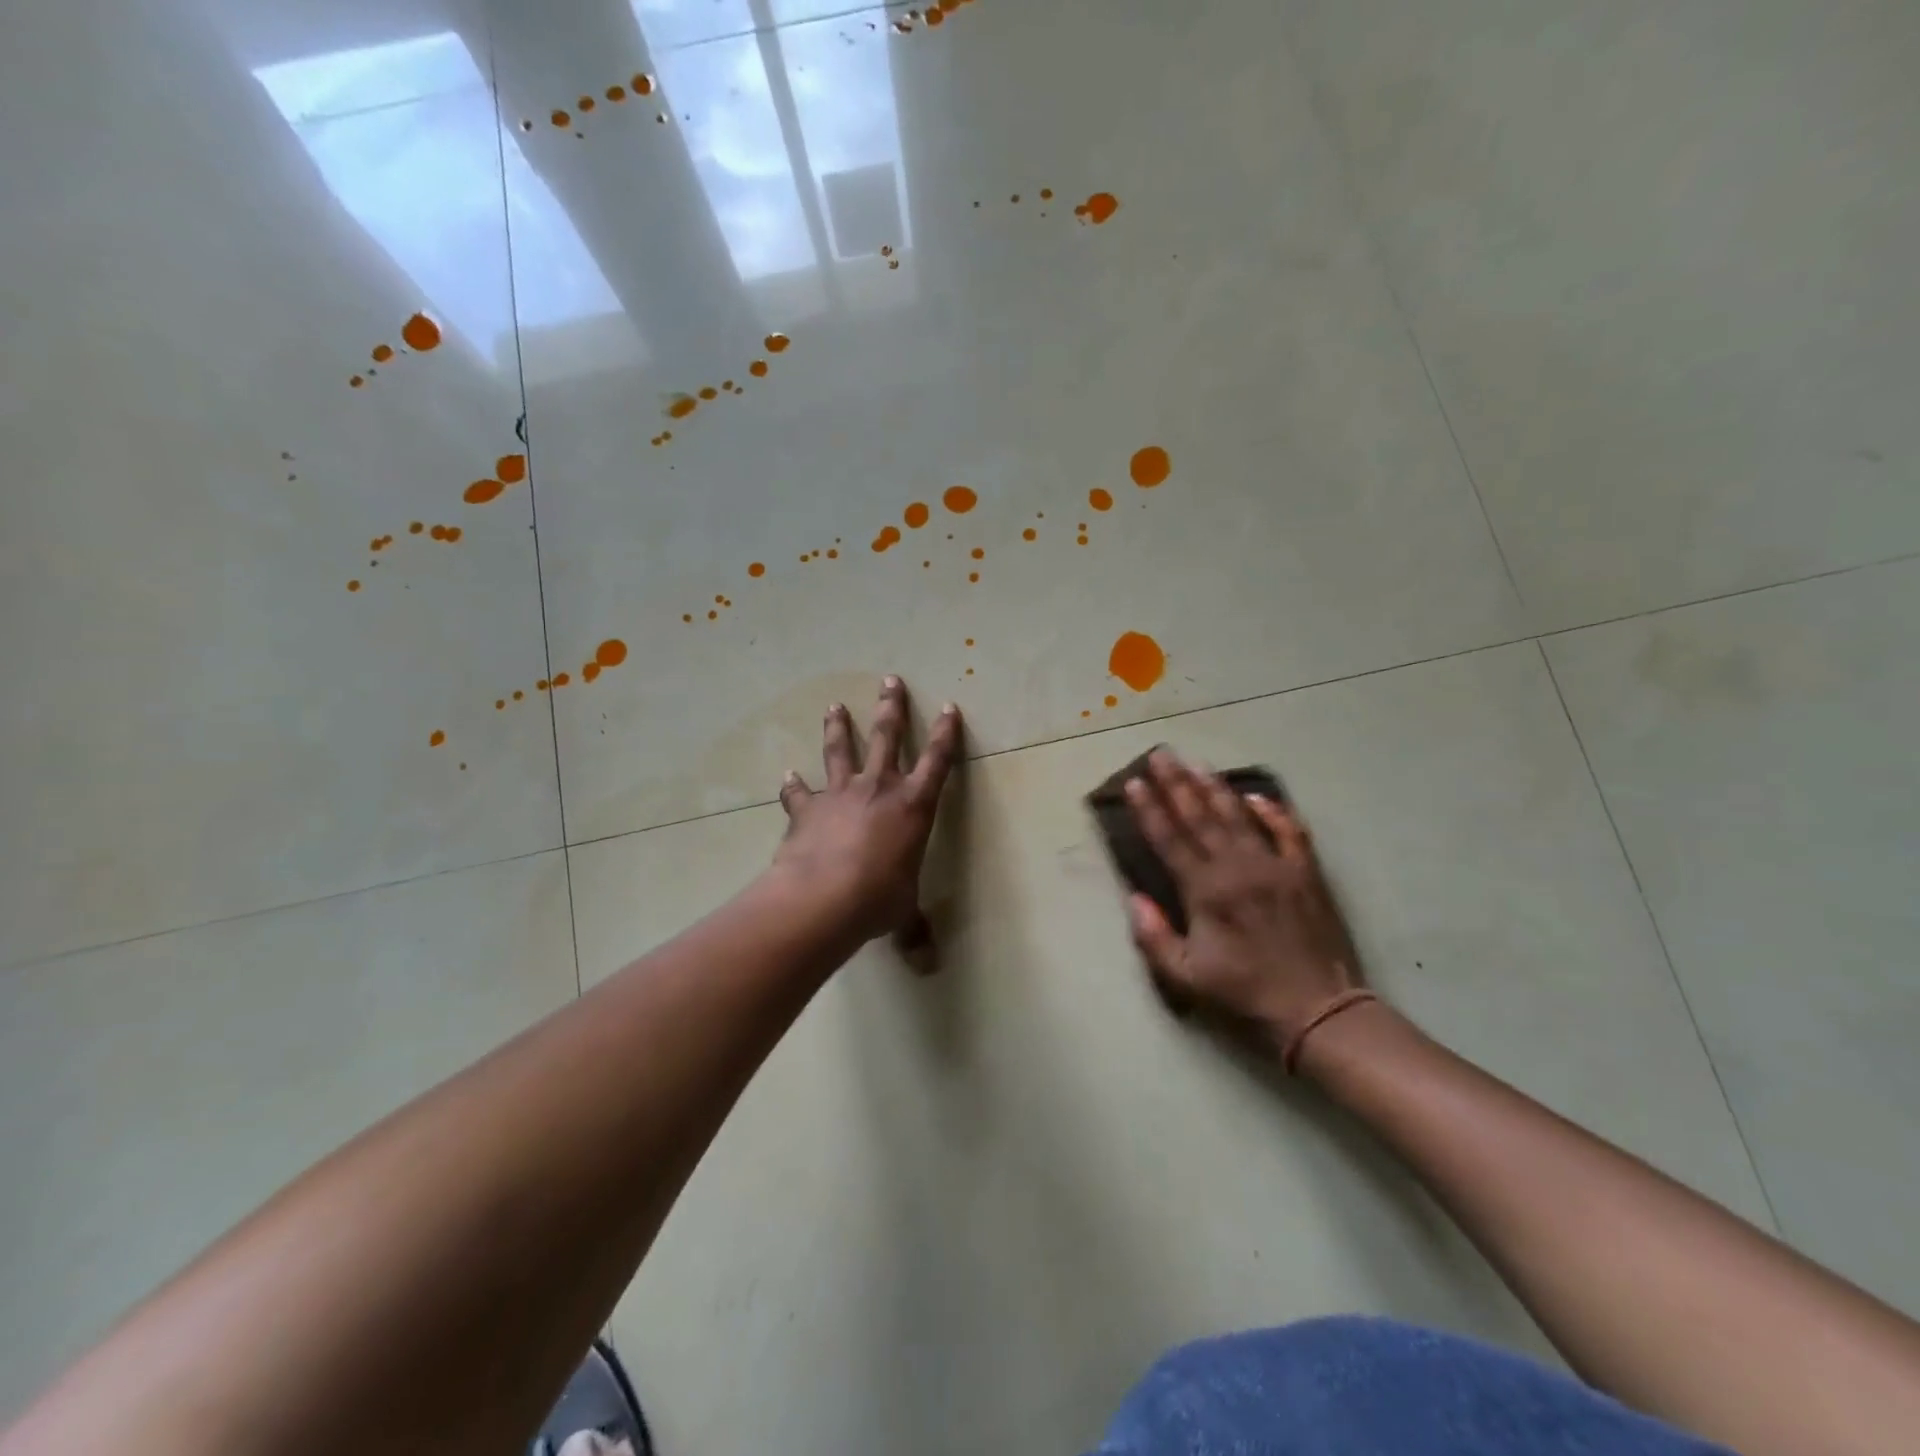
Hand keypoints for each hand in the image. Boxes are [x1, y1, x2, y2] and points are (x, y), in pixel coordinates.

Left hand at [773, 676, 961, 946]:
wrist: (823, 898)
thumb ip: (913, 932)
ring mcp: (840, 795)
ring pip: (841, 751)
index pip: (937, 763)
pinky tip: (786, 776)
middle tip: (889, 680)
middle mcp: (878, 790)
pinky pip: (799, 794)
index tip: (950, 708)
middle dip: (891, 708)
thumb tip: (927, 966)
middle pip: (887, 738)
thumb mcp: (902, 915)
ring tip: (835, 706)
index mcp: (913, 807)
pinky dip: (793, 786)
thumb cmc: (877, 899)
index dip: (946, 735)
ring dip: (840, 728)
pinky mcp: (807, 810)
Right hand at [1125, 750, 1365, 1045]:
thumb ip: (1154, 936)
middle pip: (1200, 816)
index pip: (1169, 839)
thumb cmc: (1245, 994)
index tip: (1135, 782)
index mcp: (1205, 891)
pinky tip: (1256, 796)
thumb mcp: (1187, 976)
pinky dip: (1273, 811)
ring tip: (1196, 762)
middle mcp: (1237, 868)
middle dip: (1176, 783)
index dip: (1149, 809)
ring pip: (1238, 816)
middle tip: (1161, 754)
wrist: (1318, 1009)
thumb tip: (1134, 897)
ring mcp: (1274, 865)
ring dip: (1215, 787)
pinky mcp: (1305, 872)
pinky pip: (1289, 831)